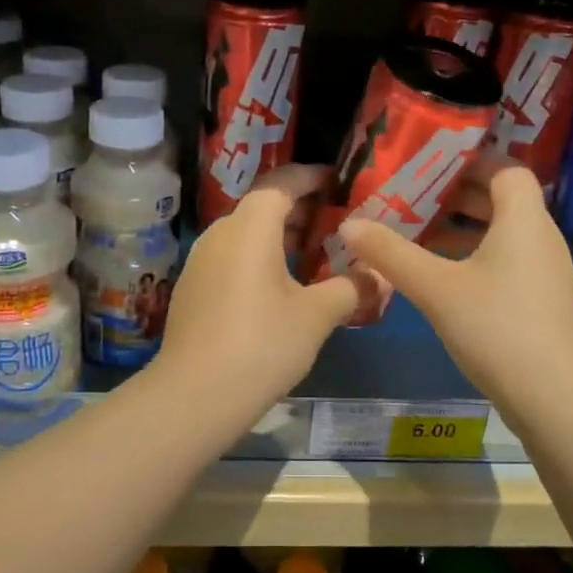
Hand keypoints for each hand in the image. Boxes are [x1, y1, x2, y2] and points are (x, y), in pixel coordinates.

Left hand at [156, 165, 369, 404]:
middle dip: (298, 209)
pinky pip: (230, 259)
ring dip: (277, 237)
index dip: (311, 177)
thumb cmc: (263, 343)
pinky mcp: (191, 290)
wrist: (196, 395)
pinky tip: (277, 289)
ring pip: (244, 234)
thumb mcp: (317, 316)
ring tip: (311, 255)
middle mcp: (220, 233)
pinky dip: (257, 259)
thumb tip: (380, 276)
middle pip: (261, 206)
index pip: (282, 182)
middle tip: (333, 221)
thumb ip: (352, 288)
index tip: (338, 182)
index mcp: (250, 227)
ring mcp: (200, 262)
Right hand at [338, 155, 572, 406]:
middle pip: (501, 199)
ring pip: (501, 233)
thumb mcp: (435, 288)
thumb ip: (390, 253)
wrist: (555, 397)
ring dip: (462, 228)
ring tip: (416, 232)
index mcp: (523, 219)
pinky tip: (439, 276)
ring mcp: (544, 271)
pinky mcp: (540, 301)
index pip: (506, 168)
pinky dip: (473, 256)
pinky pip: (505, 260)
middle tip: (411, 195)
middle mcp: (540, 237)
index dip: (470, 161)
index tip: (429, 164)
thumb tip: (349, 224)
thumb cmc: (497, 327)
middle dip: (456, 195)